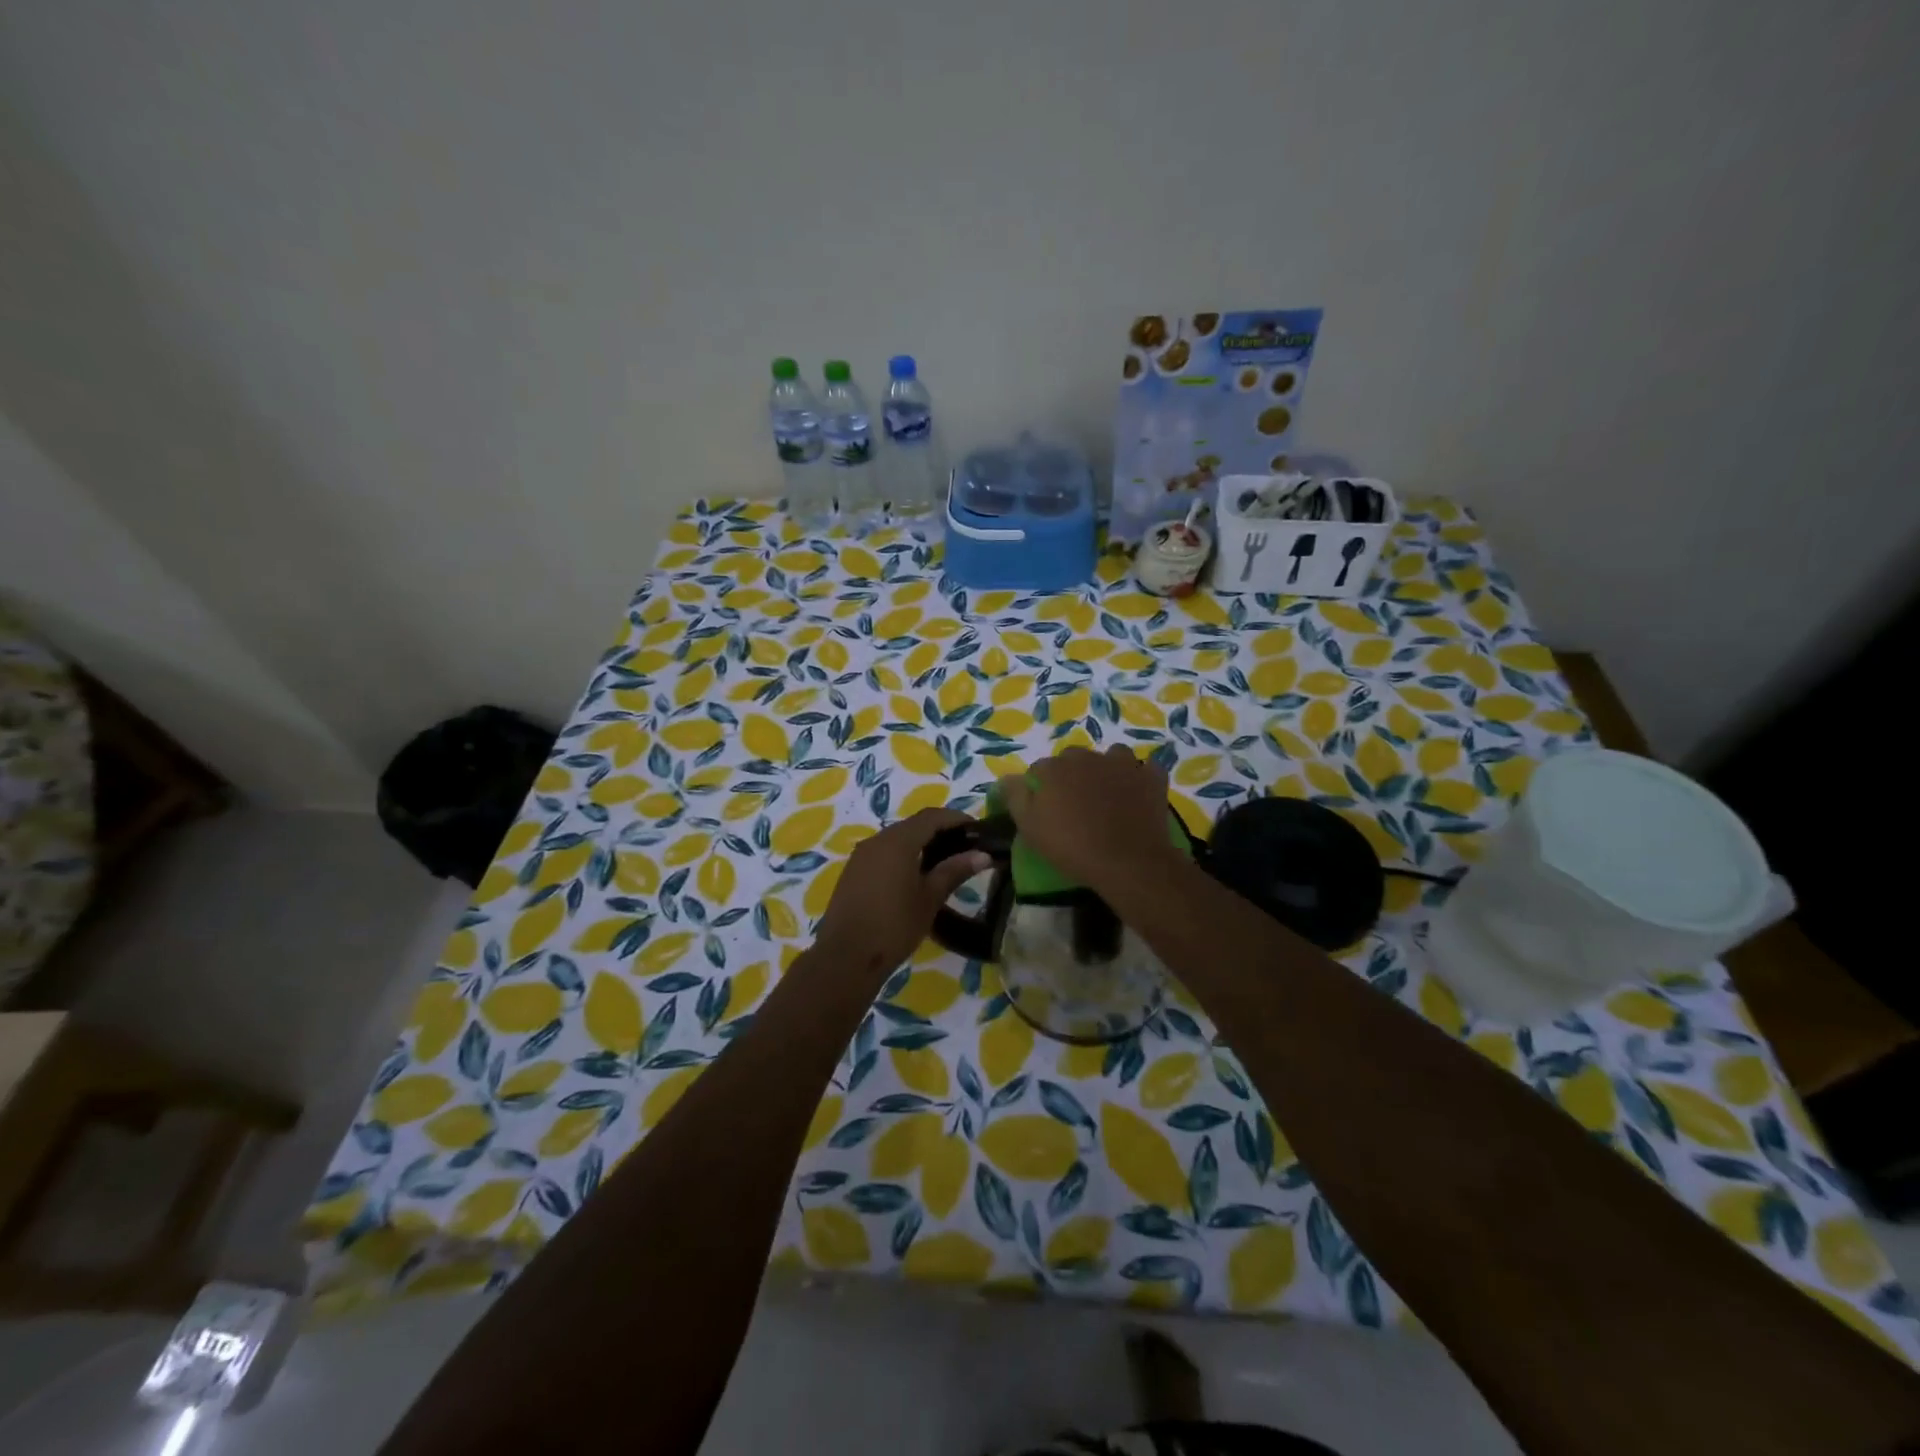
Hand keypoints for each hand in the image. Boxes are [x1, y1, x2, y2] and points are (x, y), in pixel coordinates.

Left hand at [814, 807, 991, 975]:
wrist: (845, 957)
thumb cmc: (894, 926)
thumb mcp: (929, 899)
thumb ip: (954, 871)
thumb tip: (982, 855)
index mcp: (898, 841)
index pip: (932, 816)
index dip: (956, 819)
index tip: (977, 830)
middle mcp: (877, 840)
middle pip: (914, 824)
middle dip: (940, 830)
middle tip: (965, 847)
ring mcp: (861, 855)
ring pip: (897, 838)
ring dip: (921, 842)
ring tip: (944, 861)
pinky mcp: (853, 871)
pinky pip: (884, 852)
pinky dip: (904, 854)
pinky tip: (916, 875)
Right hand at [998, 746, 1185, 898]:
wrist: (1127, 862)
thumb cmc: (1072, 847)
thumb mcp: (1029, 827)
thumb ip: (1015, 797)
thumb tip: (1008, 778)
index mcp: (1056, 768)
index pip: (1040, 769)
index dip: (1040, 787)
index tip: (1044, 809)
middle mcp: (1088, 757)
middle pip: (1074, 759)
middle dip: (1072, 775)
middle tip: (1075, 804)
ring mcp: (1123, 764)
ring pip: (1111, 757)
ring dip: (1107, 770)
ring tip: (1108, 795)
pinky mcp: (1151, 777)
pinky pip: (1144, 769)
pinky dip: (1140, 778)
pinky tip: (1137, 794)